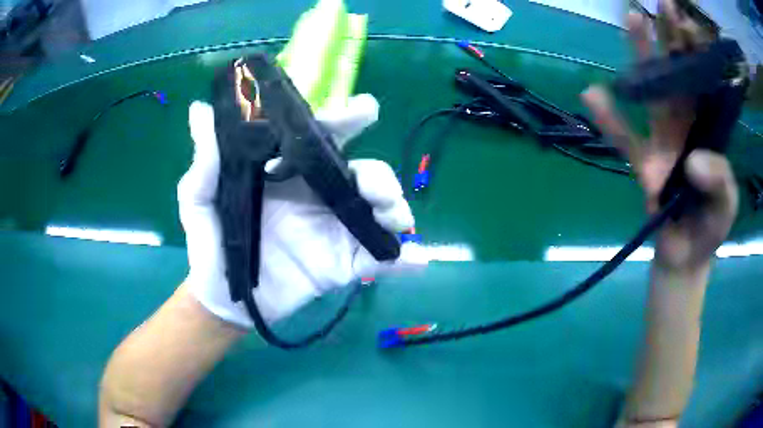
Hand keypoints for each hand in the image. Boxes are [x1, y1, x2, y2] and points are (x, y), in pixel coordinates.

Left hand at [178, 96, 417, 327]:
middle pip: (360, 174)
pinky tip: (418, 260)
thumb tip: (198, 110)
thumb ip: (206, 160)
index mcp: (288, 174)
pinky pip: (376, 259)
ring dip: (394, 210)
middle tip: (375, 185)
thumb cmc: (210, 243)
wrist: (225, 298)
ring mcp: (333, 231)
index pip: (321, 139)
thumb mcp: (199, 198)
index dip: (345, 120)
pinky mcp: (341, 265)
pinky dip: (402, 259)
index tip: (365, 110)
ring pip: (376, 212)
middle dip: (379, 174)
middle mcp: (317, 196)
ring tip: (394, 218)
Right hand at [581, 1, 737, 271]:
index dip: (696, 52)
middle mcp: (686, 126)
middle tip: (660, 3)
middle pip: (678, 75)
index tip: (684, 19)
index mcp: (709, 132)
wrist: (685, 257)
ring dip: (641, 57)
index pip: (704, 83)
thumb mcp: (726, 207)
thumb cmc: (709, 229)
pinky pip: (625, 138)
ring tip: (632, 18)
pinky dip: (610, 119)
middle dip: (671, 39)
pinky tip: (592, 94)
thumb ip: (719, 181)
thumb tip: (692, 160)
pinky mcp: (643, 163)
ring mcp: (662, 141)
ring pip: (652, 92)